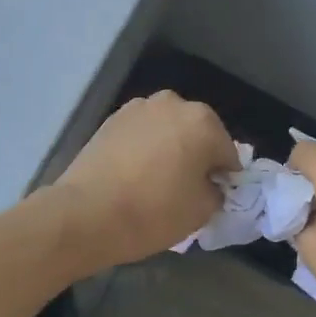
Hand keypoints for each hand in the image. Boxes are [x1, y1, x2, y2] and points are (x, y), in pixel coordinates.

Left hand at [52, 92, 234, 268]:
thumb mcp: (201, 211)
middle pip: (198, 132)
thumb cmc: (153, 212)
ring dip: (170, 146)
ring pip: (168, 128)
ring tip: (157, 178)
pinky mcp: (113, 117)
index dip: (224, 176)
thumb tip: (210, 184)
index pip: (227, 153)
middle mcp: (174, 104)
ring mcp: (140, 107)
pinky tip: (135, 171)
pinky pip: (142, 131)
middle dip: (197, 155)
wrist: (87, 212)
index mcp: (203, 122)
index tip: (213, 195)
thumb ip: (216, 191)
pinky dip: (145, 145)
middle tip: (186, 186)